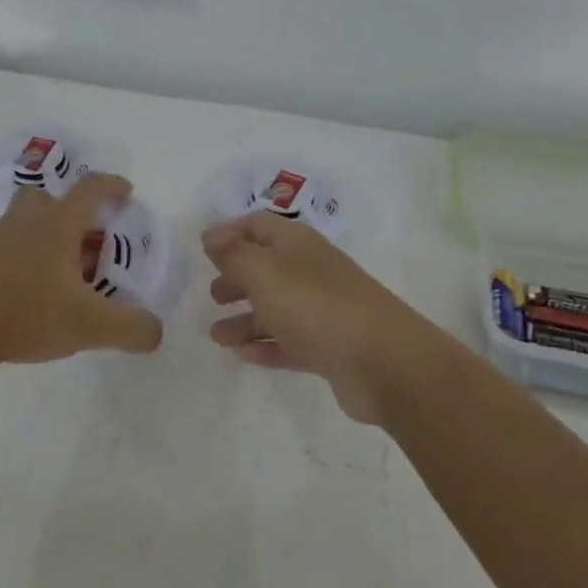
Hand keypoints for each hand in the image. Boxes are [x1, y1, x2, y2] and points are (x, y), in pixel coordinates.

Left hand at [0, 173, 164, 366]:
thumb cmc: (24, 311)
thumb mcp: (88, 326)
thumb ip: (130, 328)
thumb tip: (155, 330)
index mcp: (57, 225)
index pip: (90, 189)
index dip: (112, 186)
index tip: (126, 192)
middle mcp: (25, 222)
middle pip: (49, 198)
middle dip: (73, 212)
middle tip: (89, 239)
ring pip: (26, 224)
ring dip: (47, 237)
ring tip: (63, 275)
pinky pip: (8, 249)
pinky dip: (25, 260)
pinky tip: (31, 295)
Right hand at [202, 214, 438, 422]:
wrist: (384, 362)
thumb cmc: (315, 305)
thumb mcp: (263, 271)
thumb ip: (233, 253)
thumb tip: (212, 236)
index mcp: (296, 244)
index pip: (258, 225)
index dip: (229, 232)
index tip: (203, 248)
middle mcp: (310, 271)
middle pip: (267, 267)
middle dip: (236, 278)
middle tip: (212, 295)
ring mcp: (323, 310)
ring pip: (275, 308)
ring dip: (244, 319)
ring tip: (216, 336)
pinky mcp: (330, 347)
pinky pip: (290, 341)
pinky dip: (266, 345)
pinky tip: (243, 355)